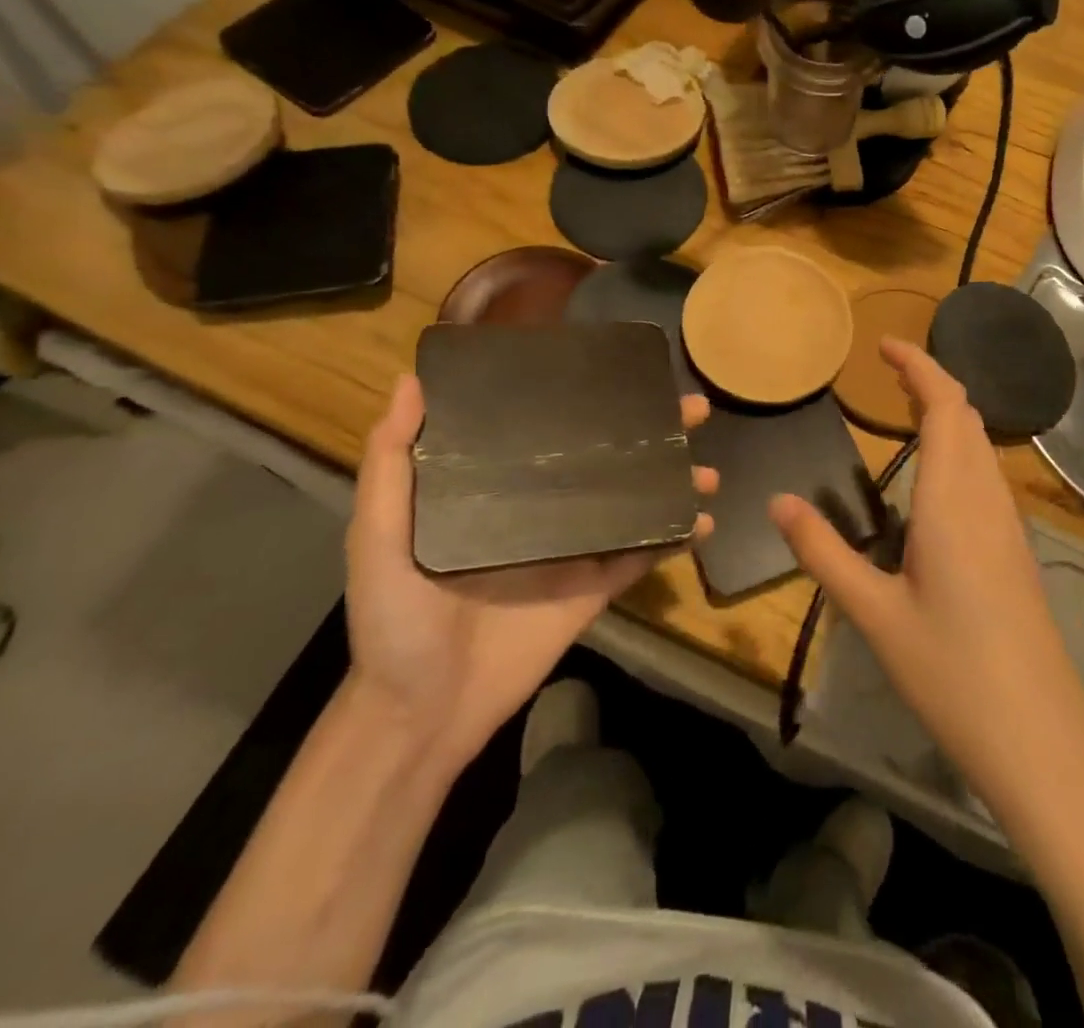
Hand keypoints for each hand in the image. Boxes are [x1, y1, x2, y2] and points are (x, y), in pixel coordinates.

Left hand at [344, 374, 717, 771]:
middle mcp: (542, 508)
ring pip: (633, 503)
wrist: (422, 713)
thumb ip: (390, 465)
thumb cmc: (395, 620)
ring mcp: (574, 549)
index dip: (588, 398)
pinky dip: (674, 539)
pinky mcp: (594, 589)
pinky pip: (640, 556)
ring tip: (707, 470)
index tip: (625, 370)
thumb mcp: (377, 537)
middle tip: (694, 410)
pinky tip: (704, 520)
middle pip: (607, 459)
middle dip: (654, 433)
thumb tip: (411, 382)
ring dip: (673, 483)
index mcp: (497, 487)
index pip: (550, 429)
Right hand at [770, 340, 1083, 814]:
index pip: (945, 407)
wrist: (1040, 738)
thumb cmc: (951, 672)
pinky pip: (987, 476)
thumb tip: (779, 501)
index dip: (919, 367)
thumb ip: (823, 552)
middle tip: (886, 374)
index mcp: (953, 501)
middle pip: (967, 417)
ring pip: (981, 446)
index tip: (884, 346)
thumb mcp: (874, 613)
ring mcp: (1009, 526)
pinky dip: (960, 450)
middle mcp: (987, 500)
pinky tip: (935, 481)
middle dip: (930, 383)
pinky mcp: (1016, 551)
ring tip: (905, 413)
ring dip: (948, 415)